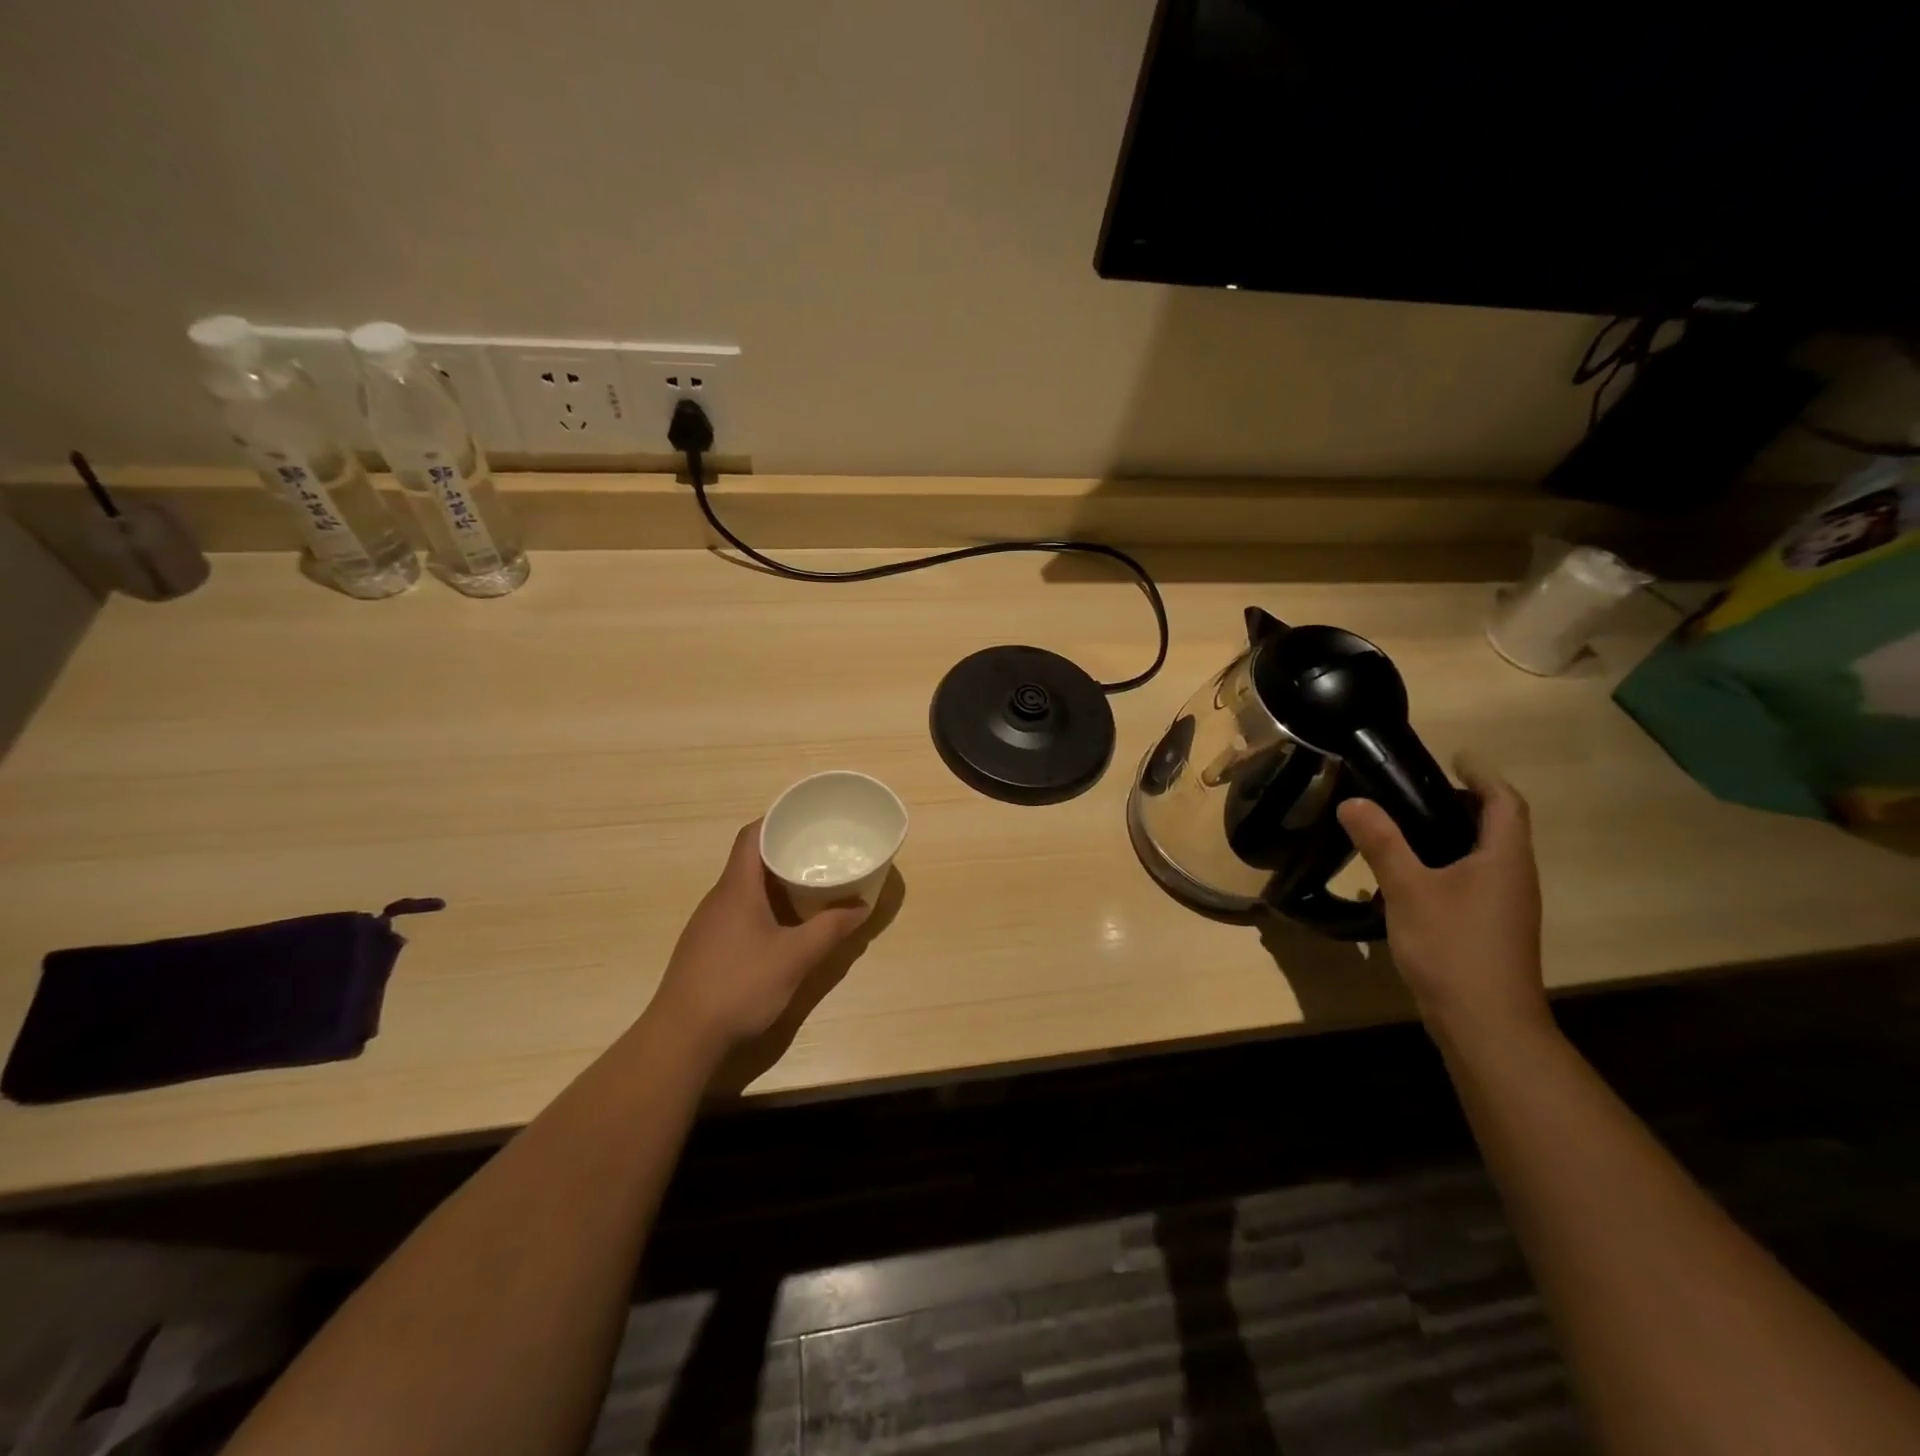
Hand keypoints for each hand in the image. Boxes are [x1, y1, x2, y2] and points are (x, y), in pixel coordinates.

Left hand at [648, 821, 866, 1056]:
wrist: (682, 1038)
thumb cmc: (739, 986)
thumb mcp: (795, 958)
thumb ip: (830, 930)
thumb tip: (861, 907)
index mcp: (736, 888)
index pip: (752, 835)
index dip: (777, 820)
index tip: (807, 818)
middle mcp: (719, 898)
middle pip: (750, 860)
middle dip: (785, 852)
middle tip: (821, 853)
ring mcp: (709, 924)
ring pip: (745, 889)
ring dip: (776, 883)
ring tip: (811, 885)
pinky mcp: (707, 948)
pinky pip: (739, 912)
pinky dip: (765, 907)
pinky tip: (784, 927)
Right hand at [1336, 757, 1548, 1044]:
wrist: (1486, 1024)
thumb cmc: (1453, 947)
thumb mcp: (1409, 889)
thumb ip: (1382, 843)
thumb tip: (1353, 802)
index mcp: (1504, 859)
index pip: (1503, 802)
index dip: (1482, 775)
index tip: (1454, 757)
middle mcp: (1513, 877)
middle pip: (1496, 827)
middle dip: (1463, 803)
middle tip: (1416, 790)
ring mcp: (1505, 908)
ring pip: (1483, 856)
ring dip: (1452, 835)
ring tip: (1404, 827)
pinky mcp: (1490, 930)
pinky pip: (1472, 882)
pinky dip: (1446, 865)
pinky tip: (1408, 878)